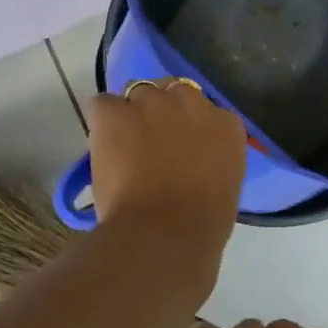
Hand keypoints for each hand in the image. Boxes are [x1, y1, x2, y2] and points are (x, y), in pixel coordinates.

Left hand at [87, 80, 245, 261]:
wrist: (165, 235)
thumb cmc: (202, 226)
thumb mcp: (224, 186)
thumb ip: (210, 161)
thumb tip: (191, 163)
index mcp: (226, 125)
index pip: (204, 109)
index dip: (186, 126)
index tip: (178, 147)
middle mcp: (192, 102)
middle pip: (171, 92)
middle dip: (160, 112)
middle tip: (149, 145)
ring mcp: (153, 103)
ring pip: (137, 93)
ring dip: (131, 115)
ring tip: (122, 148)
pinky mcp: (116, 112)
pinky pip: (104, 105)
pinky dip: (101, 123)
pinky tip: (103, 148)